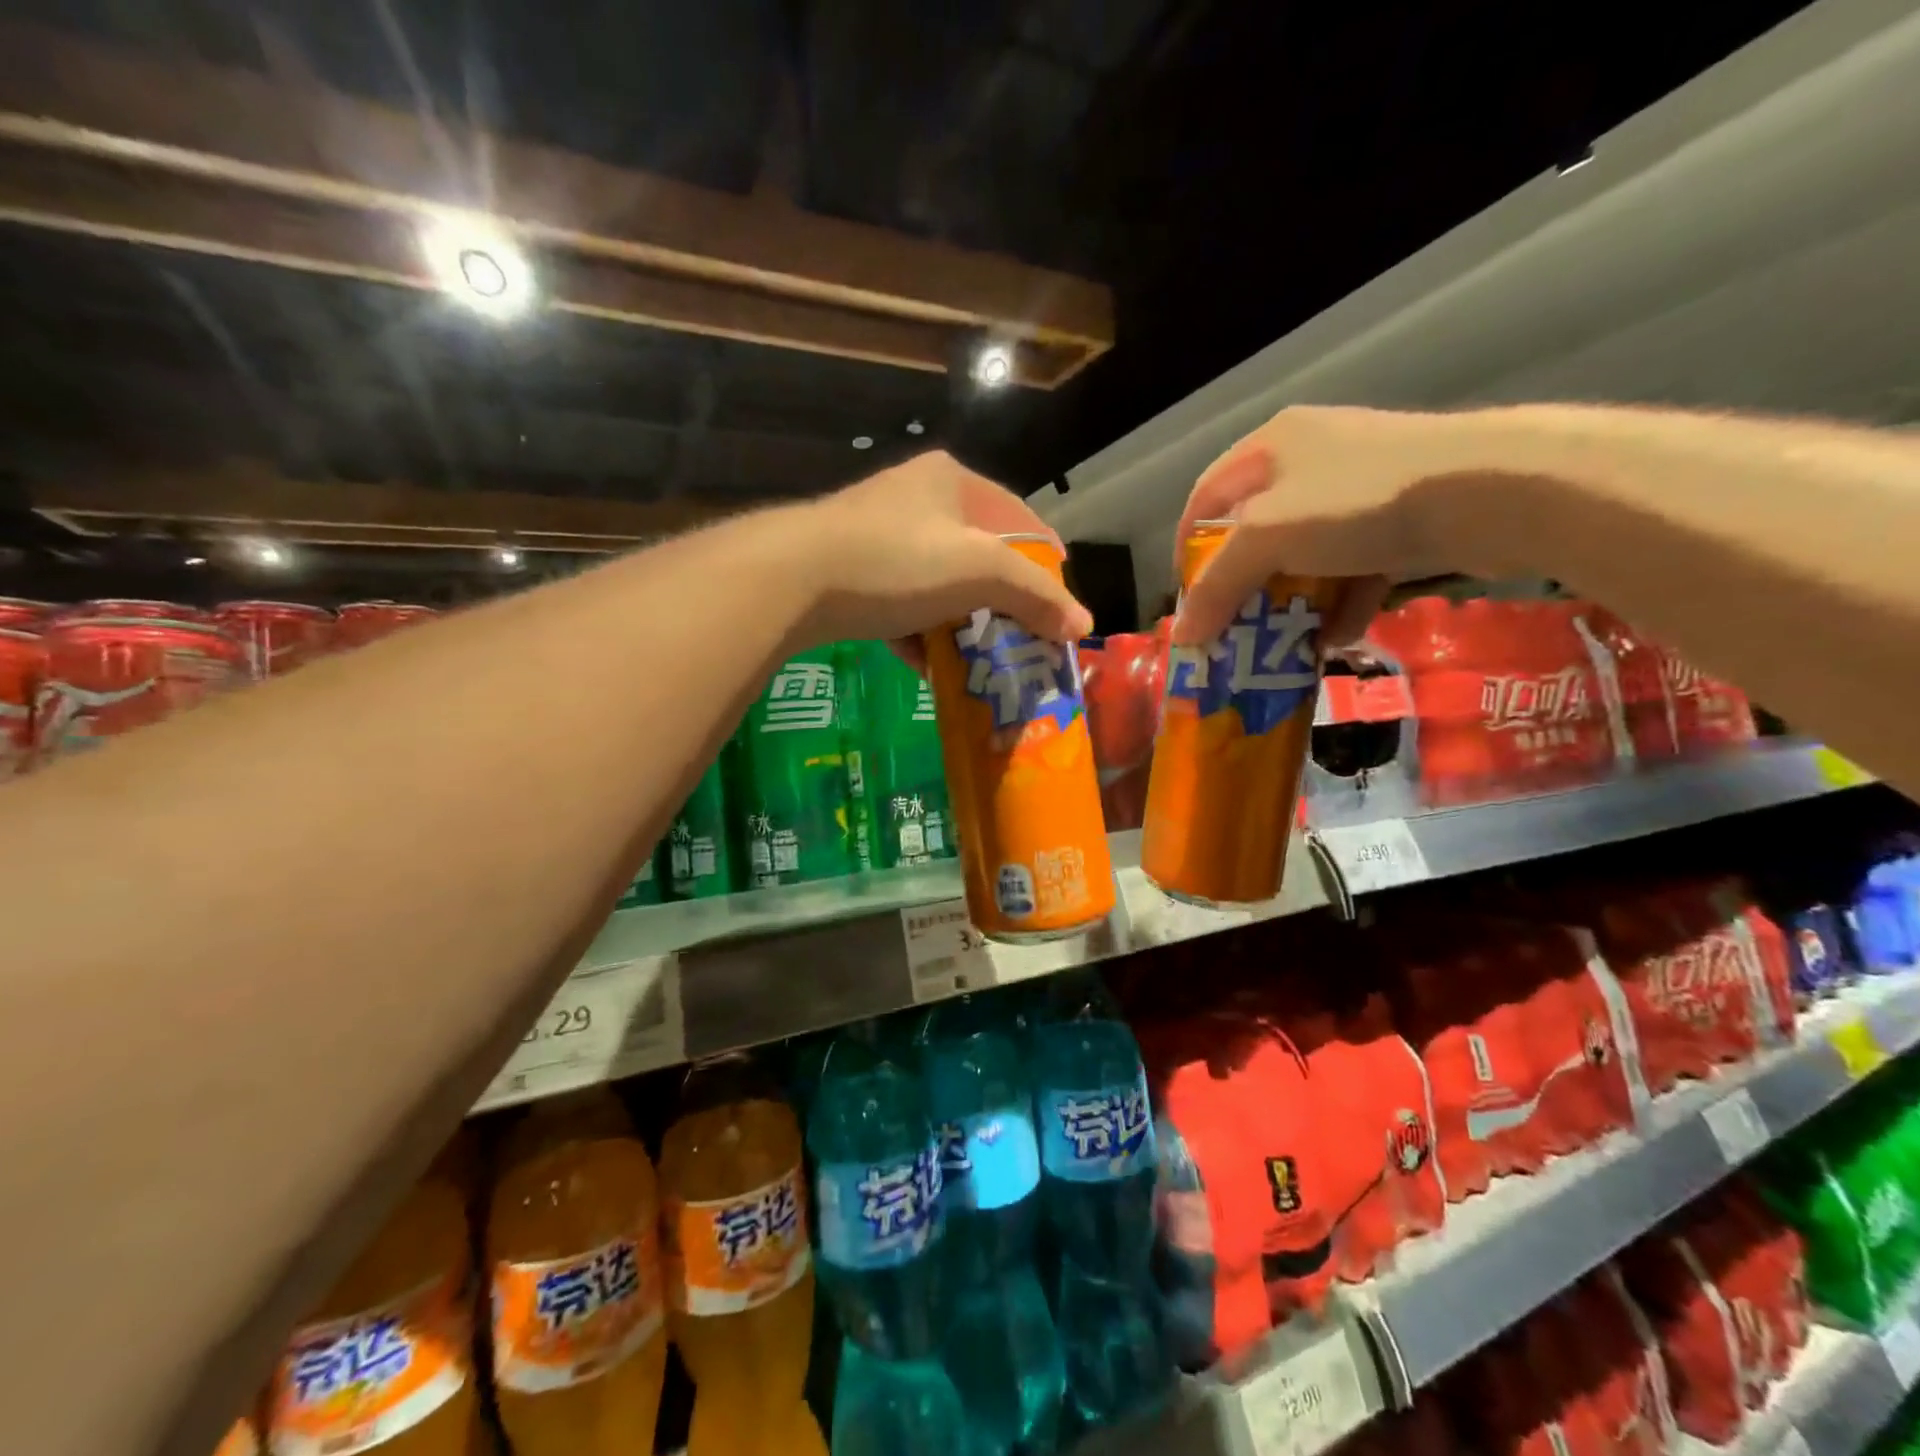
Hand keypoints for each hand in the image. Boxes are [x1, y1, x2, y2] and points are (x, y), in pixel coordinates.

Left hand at [797, 451, 1093, 664]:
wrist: (793, 578)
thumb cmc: (898, 561)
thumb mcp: (979, 572)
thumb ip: (1035, 595)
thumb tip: (1084, 626)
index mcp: (952, 480)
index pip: (1019, 516)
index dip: (1047, 559)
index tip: (1061, 603)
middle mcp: (915, 498)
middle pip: (977, 553)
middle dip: (1001, 599)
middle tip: (1022, 635)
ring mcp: (877, 534)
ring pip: (937, 582)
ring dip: (960, 621)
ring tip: (980, 657)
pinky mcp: (849, 571)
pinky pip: (900, 603)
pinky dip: (918, 633)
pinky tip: (927, 665)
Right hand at [1169, 406, 1465, 647]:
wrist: (1490, 492)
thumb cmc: (1357, 502)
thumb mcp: (1267, 538)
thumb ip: (1218, 586)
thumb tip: (1182, 634)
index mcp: (1271, 446)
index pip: (1205, 498)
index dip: (1188, 550)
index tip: (1189, 598)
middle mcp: (1311, 458)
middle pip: (1256, 533)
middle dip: (1244, 587)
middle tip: (1235, 629)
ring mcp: (1362, 487)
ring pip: (1306, 555)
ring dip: (1293, 603)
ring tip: (1286, 644)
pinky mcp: (1404, 516)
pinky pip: (1354, 566)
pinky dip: (1341, 602)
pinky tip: (1339, 636)